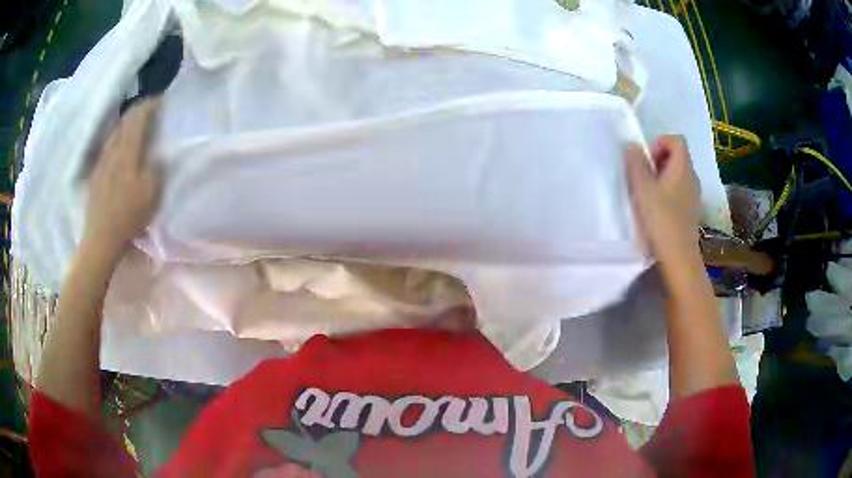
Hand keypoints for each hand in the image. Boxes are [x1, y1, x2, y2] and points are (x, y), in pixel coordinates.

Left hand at [83, 99, 160, 258]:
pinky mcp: (95, 173)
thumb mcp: (151, 194)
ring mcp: (101, 161)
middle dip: (139, 111)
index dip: (151, 104)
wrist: (100, 239)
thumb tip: (160, 152)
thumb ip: (157, 167)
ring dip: (128, 125)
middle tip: (152, 114)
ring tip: (138, 131)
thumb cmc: (127, 217)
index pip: (138, 115)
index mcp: (127, 151)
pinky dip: (118, 140)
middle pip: (125, 119)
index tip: (163, 101)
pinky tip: (122, 152)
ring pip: (115, 132)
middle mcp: (112, 149)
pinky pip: (108, 146)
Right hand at [624, 135, 700, 262]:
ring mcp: (694, 196)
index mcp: (683, 167)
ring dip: (662, 179)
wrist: (678, 257)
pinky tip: (657, 211)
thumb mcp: (642, 188)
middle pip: (677, 156)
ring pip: (677, 175)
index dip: (660, 143)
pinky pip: (679, 192)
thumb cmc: (661, 219)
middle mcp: (692, 178)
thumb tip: (633, 146)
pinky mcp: (691, 211)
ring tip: (648, 196)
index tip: (647, 161)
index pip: (676, 140)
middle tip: (644, 179)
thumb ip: (636, 163)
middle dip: (658, 161)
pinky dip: (668, 194)